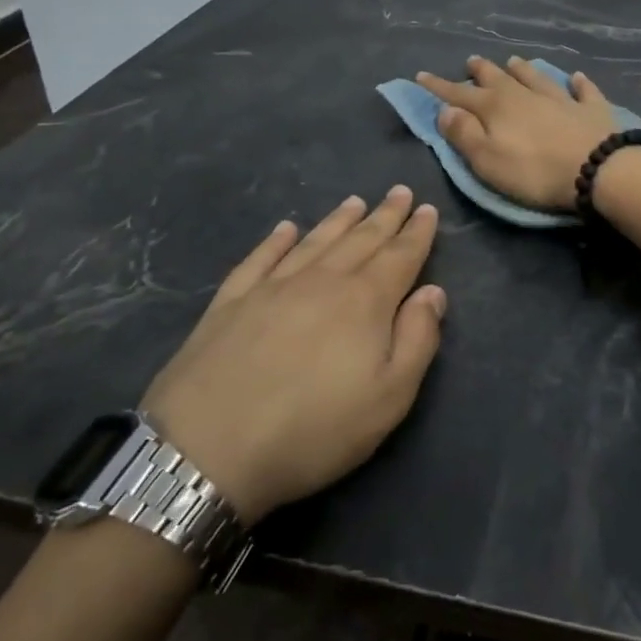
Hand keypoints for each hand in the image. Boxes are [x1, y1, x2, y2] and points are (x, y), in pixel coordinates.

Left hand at [140, 187, 445, 522]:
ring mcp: (272, 287)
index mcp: (365, 301)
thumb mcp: (389, 398)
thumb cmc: (313, 430)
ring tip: (355, 201)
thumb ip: (418, 340)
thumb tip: (433, 292)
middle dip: (384, 215)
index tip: (427, 209)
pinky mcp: (231, 302)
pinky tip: (285, 228)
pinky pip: (260, 258)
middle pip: (361, 239)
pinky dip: (276, 240)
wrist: (207, 449)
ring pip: (315, 241)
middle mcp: (322, 281)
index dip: (417, 232)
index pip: (400, 256)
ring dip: (338, 219)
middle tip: (399, 191)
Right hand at [415, 56, 618, 209]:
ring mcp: (560, 98)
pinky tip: (576, 77)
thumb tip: (445, 110)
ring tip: (513, 60)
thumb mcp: (487, 161)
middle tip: (471, 61)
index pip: (459, 94)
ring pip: (535, 77)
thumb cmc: (534, 172)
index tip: (421, 76)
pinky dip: (577, 83)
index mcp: (495, 108)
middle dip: (481, 71)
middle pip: (498, 78)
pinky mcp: (590, 109)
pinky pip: (582, 90)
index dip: (439, 87)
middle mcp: (525, 95)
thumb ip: (464, 135)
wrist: (597, 168)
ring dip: (522, 69)